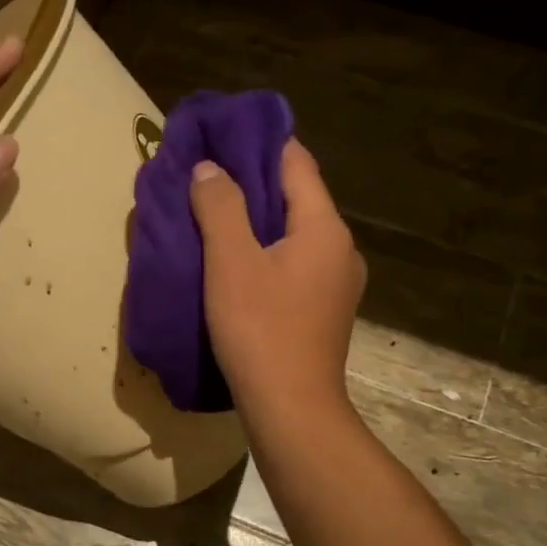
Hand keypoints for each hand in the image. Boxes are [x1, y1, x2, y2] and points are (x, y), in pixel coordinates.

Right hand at [190, 138, 365, 417]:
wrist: (291, 409)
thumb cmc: (260, 329)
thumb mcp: (231, 262)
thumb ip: (219, 206)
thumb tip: (209, 168)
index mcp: (323, 227)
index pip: (295, 162)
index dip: (258, 143)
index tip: (219, 136)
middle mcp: (340, 248)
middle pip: (295, 198)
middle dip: (252, 184)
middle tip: (206, 178)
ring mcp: (337, 283)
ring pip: (293, 235)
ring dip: (257, 223)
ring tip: (214, 222)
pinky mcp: (324, 312)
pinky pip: (294, 265)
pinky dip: (266, 255)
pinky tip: (236, 268)